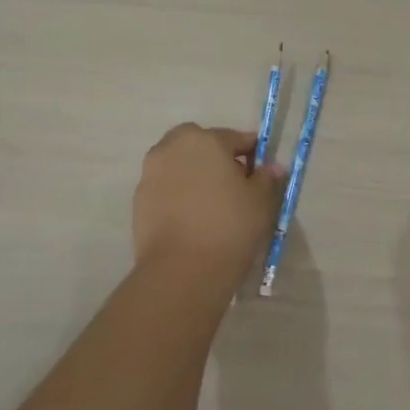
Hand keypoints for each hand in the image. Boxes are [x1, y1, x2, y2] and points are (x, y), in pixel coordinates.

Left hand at [133, 125, 285, 279]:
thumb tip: (272, 167)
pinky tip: (194, 218)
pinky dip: (179, 195)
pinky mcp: (138, 202)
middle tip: (234, 183)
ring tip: (213, 203)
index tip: (262, 171)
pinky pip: (166, 189)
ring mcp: (150, 175)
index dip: (253, 153)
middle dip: (216, 157)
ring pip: (179, 165)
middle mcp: (172, 149)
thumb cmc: (229, 225)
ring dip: (195, 175)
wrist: (181, 271)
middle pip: (199, 144)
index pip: (235, 138)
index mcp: (204, 140)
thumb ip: (267, 178)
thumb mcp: (261, 201)